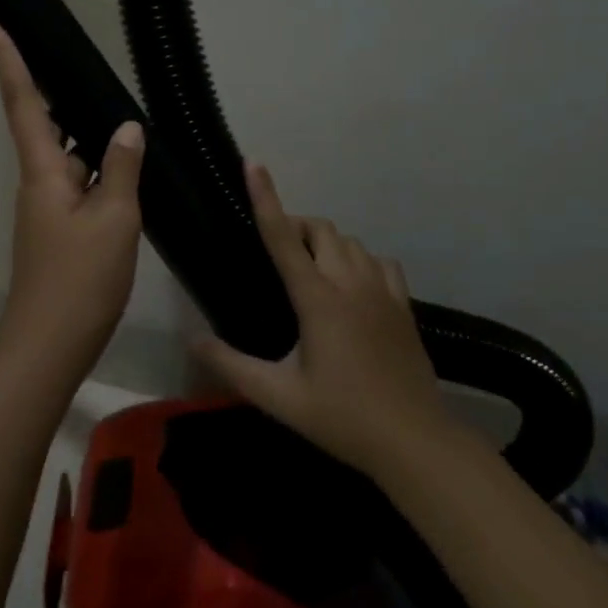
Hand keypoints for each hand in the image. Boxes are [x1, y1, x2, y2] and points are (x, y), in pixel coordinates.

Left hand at [0, 17, 144, 379]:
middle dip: (50, 88)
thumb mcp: (114, 219)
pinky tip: (124, 165)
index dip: (5, 59)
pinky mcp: (59, 229)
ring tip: (114, 105)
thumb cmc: (80, 278)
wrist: (50, 344)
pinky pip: (77, 182)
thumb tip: (127, 127)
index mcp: (42, 170)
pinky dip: (96, 167)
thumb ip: (122, 168)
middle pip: (41, 122)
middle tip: (69, 56)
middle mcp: (38, 181)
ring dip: (84, 132)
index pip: (22, 101)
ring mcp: (47, 207)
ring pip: (65, 155)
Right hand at [191, 162, 459, 480]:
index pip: (282, 237)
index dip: (265, 198)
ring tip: (308, 267)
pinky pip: (379, 261)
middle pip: (320, 229)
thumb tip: (191, 340)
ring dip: (325, 242)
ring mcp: (383, 292)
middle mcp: (350, 283)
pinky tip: (351, 283)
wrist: (416, 443)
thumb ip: (231, 366)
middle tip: (274, 252)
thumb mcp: (279, 397)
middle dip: (294, 227)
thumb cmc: (343, 418)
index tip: (253, 164)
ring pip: (350, 241)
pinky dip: (359, 260)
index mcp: (317, 299)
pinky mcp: (403, 306)